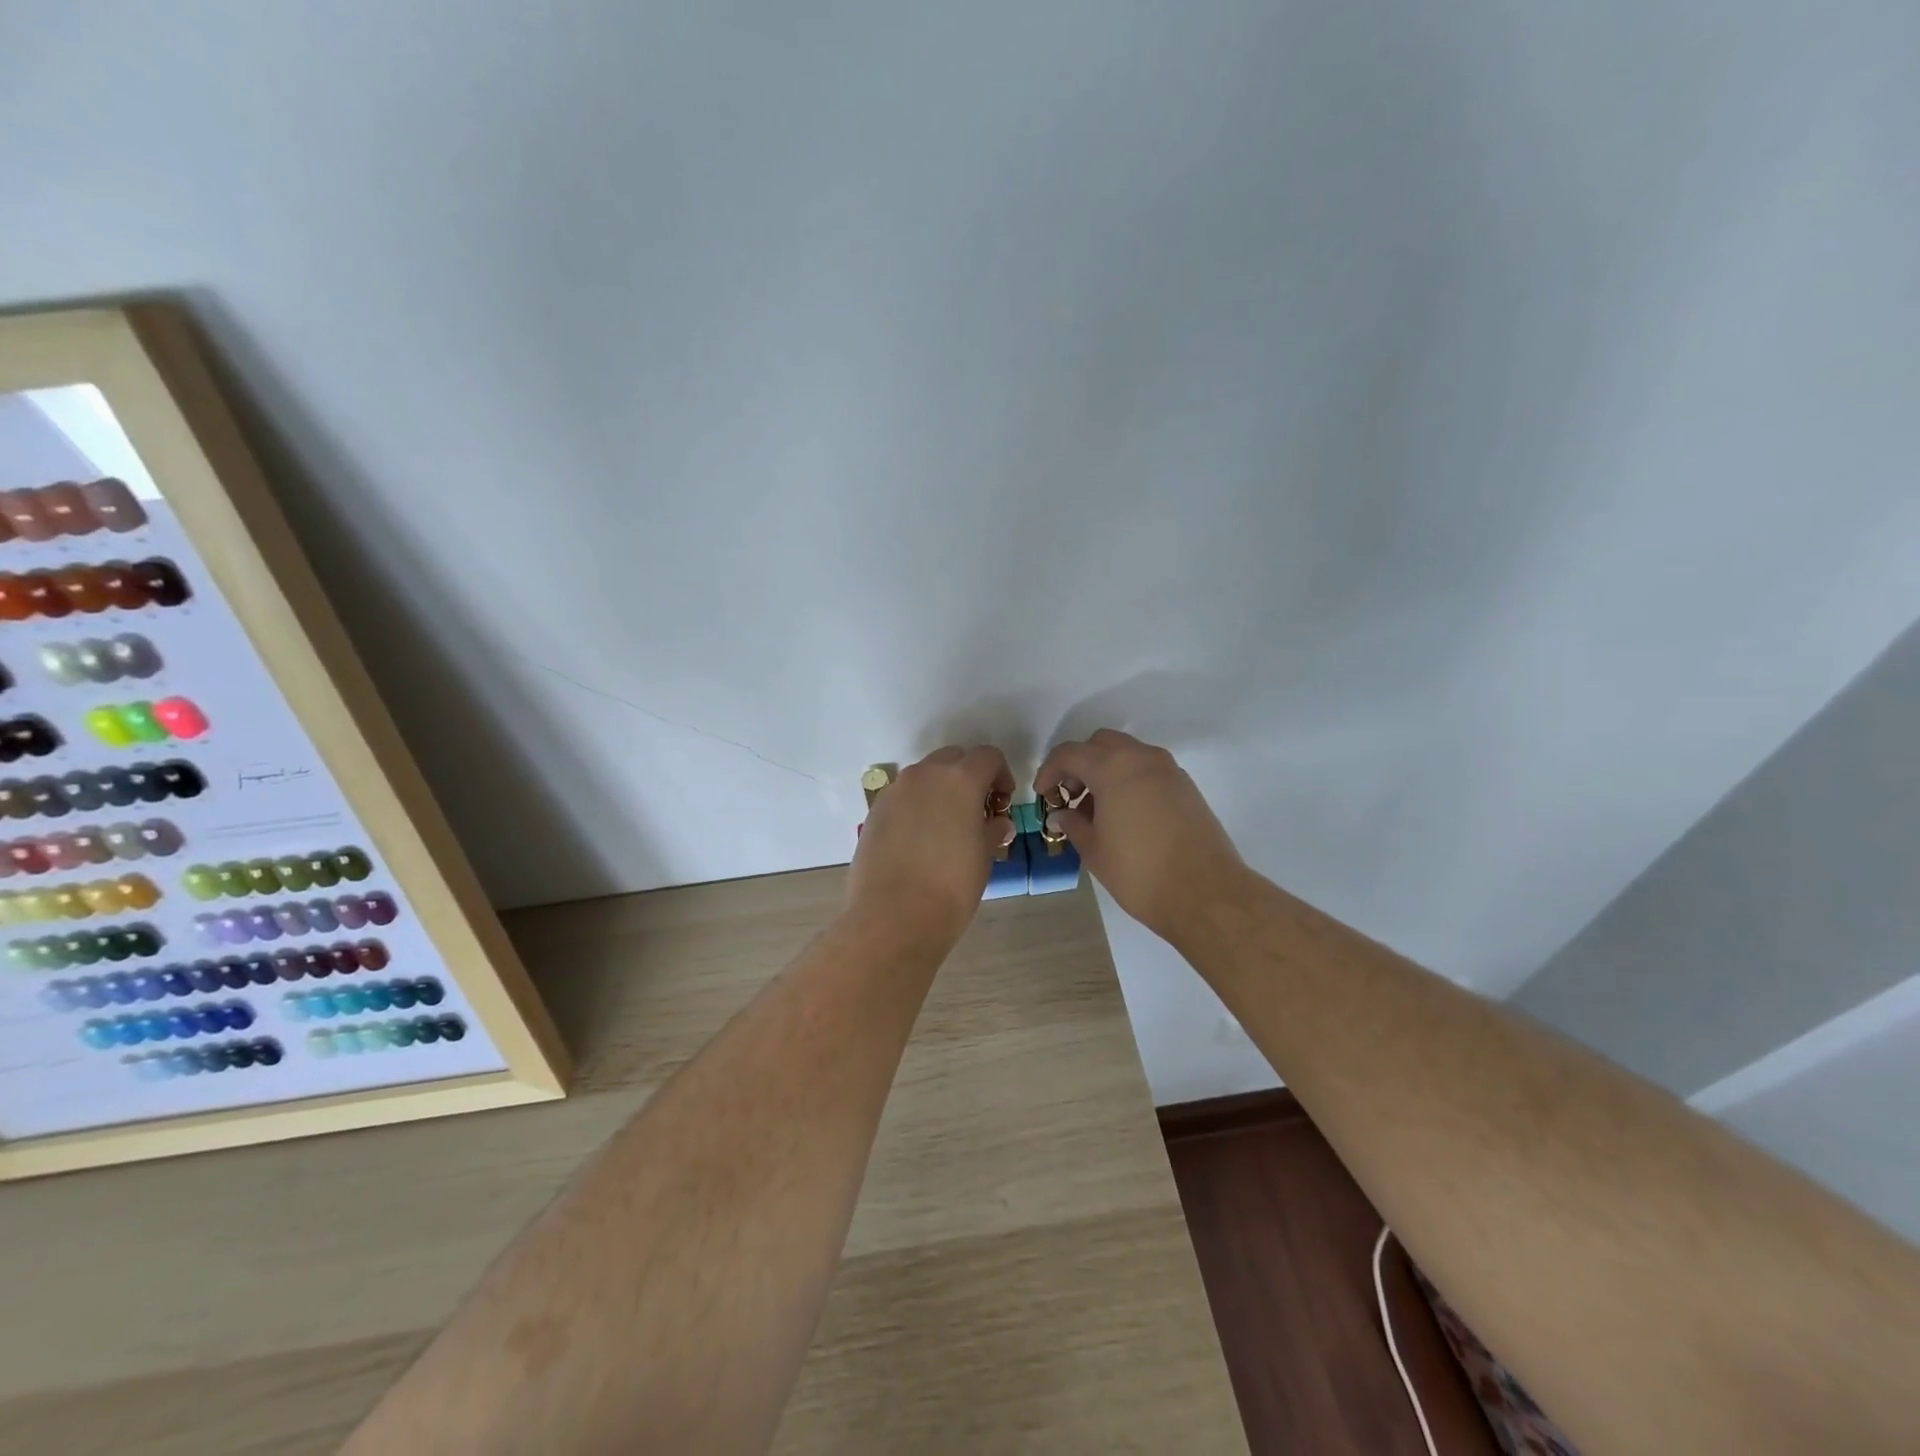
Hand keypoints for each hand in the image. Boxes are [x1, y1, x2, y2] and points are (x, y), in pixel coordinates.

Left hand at [847, 746, 1014, 944]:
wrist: (892, 917)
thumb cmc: (951, 887)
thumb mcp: (984, 857)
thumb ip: (992, 830)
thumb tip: (997, 823)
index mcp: (960, 779)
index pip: (987, 756)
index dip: (1001, 774)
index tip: (1002, 801)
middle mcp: (925, 775)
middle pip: (953, 759)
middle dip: (968, 777)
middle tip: (976, 810)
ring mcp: (895, 791)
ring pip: (924, 777)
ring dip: (940, 790)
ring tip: (947, 827)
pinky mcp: (875, 811)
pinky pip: (903, 797)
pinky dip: (916, 807)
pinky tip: (919, 840)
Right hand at [1034, 730, 1248, 942]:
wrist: (1205, 893)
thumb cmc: (1139, 872)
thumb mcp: (1094, 850)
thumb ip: (1073, 824)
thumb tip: (1061, 815)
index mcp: (1113, 767)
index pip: (1070, 754)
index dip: (1049, 771)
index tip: (1042, 794)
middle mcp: (1142, 758)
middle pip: (1100, 744)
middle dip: (1079, 764)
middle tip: (1070, 796)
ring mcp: (1169, 770)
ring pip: (1128, 754)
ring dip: (1106, 771)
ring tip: (1096, 810)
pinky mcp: (1186, 787)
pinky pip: (1148, 770)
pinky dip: (1129, 780)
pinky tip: (1125, 815)